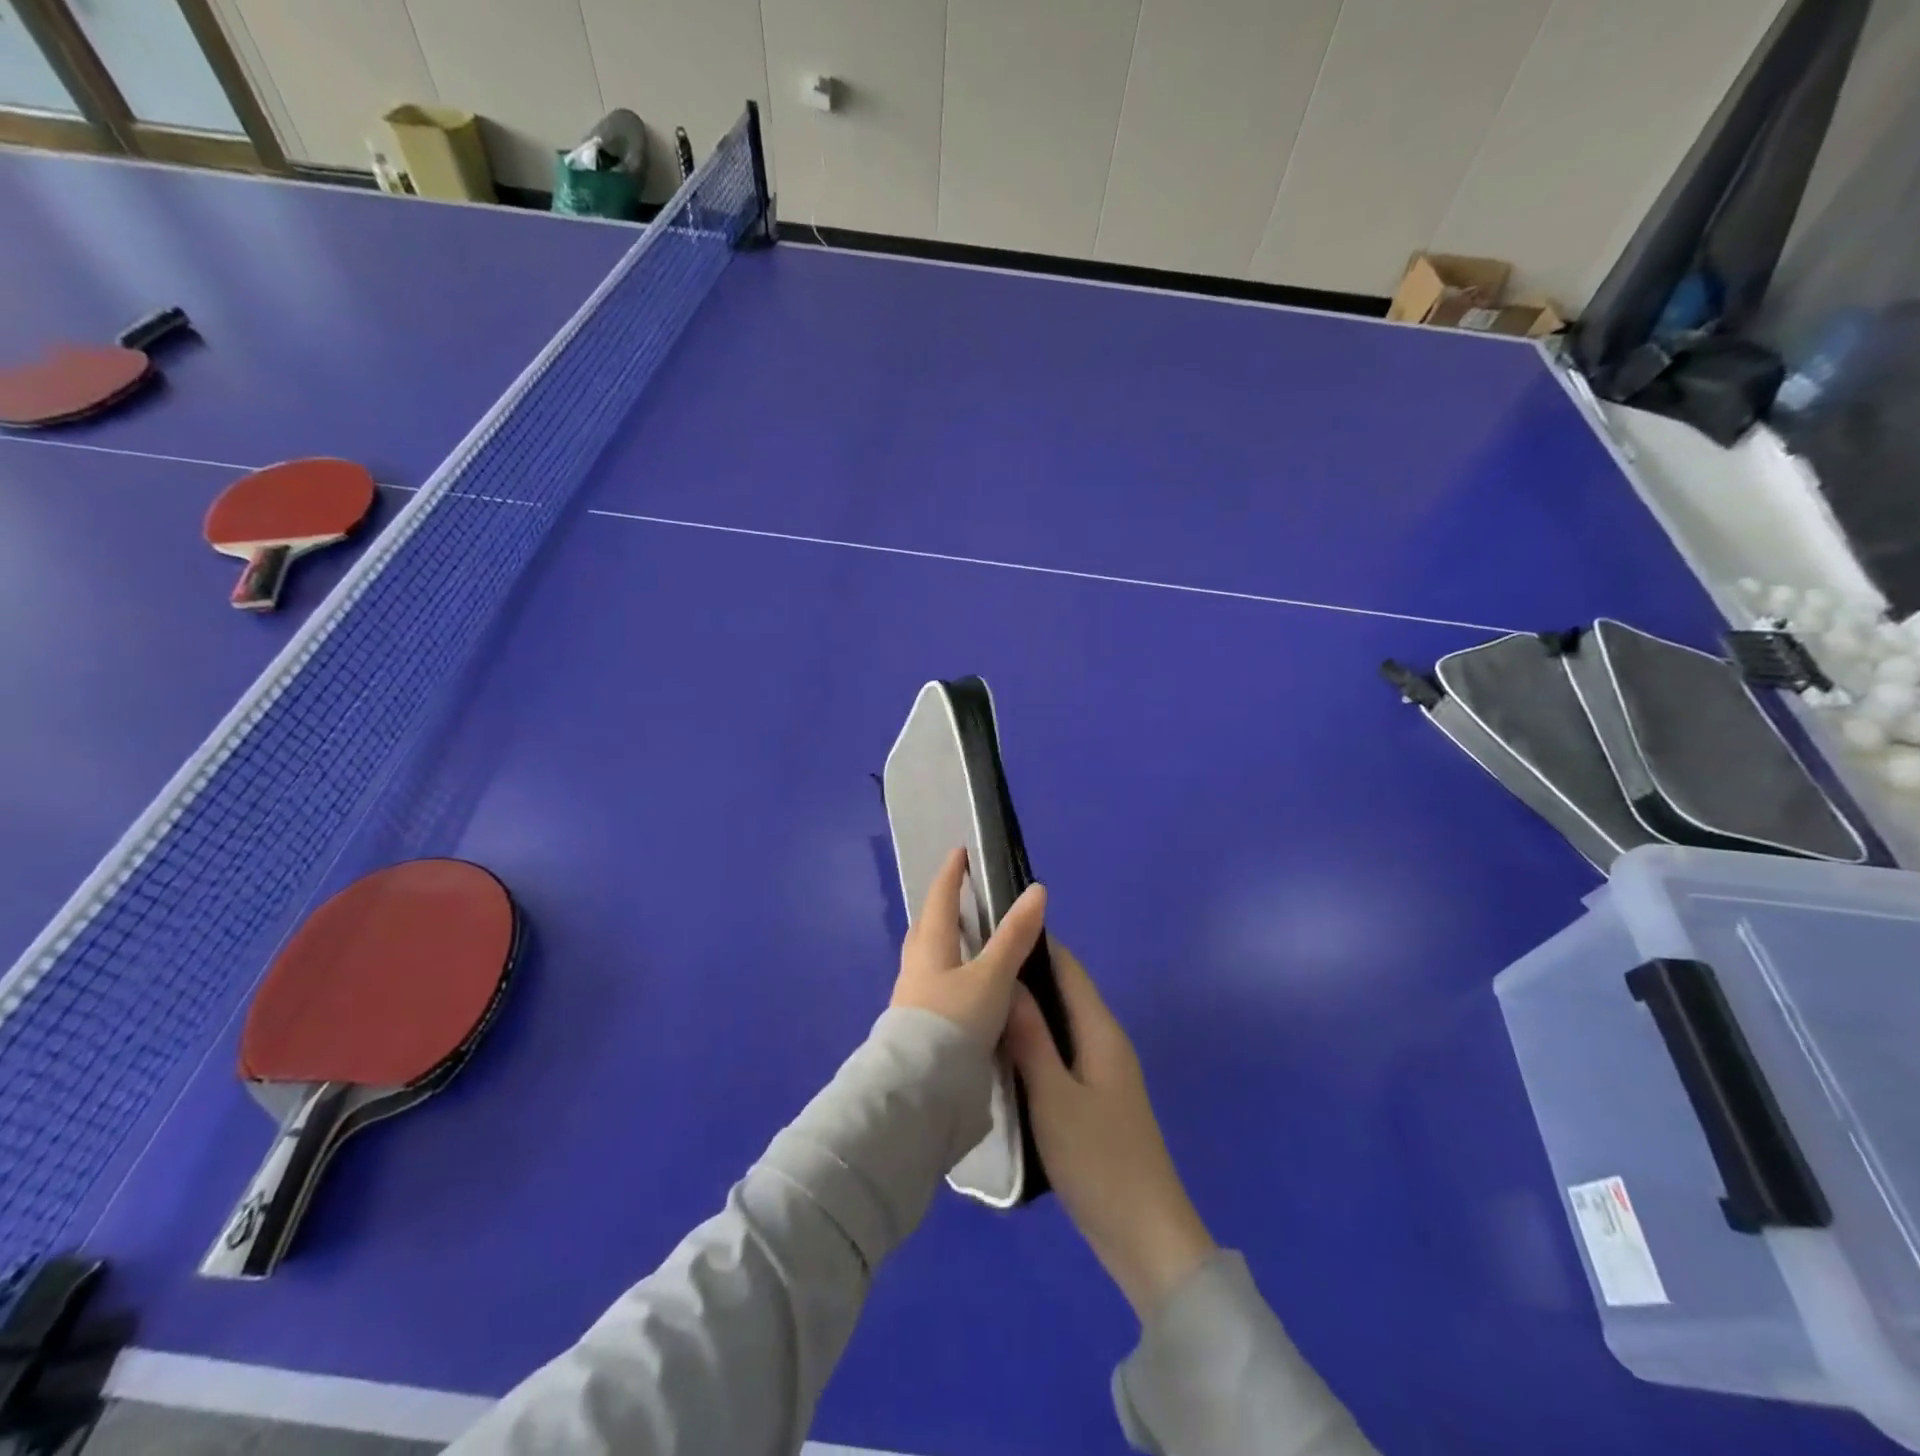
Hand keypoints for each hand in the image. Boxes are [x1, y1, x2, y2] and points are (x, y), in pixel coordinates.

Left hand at [890, 847, 1046, 1050]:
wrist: (918, 1088)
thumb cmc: (953, 1020)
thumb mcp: (991, 976)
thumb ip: (1014, 936)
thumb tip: (1036, 890)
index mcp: (930, 945)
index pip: (940, 898)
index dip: (951, 873)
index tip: (959, 853)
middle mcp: (916, 965)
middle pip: (927, 926)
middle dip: (942, 907)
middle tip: (960, 896)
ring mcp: (912, 996)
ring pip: (927, 957)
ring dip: (943, 942)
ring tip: (966, 942)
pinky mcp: (916, 1025)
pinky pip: (931, 984)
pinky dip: (947, 973)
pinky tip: (961, 988)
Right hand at [1006, 943, 1215, 1321]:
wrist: (1146, 1236)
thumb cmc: (1099, 1160)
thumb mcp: (1054, 1097)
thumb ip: (1030, 1038)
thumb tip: (1007, 981)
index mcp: (1100, 1031)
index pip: (1067, 968)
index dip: (1035, 942)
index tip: (992, 925)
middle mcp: (1105, 1041)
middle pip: (1064, 992)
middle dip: (1024, 974)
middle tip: (973, 966)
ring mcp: (1102, 1072)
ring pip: (1060, 1024)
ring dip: (1027, 1010)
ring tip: (978, 1002)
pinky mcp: (1094, 1098)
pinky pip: (1061, 1052)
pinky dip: (1034, 1042)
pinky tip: (1002, 1051)